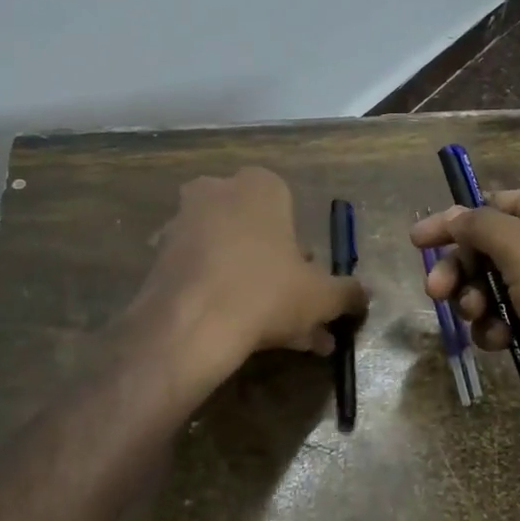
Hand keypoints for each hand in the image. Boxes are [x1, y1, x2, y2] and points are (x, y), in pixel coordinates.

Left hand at [135, 168, 367, 371]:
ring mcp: (181, 221)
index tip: (308, 282)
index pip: (288, 207)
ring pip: (228, 256)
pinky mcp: (157, 255)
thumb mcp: (321, 296)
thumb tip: (363, 296)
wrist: (189, 326)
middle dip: (277, 272)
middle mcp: (217, 192)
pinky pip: (200, 273)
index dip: (302, 249)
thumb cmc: (266, 293)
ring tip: (269, 334)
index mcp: (259, 186)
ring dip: (249, 288)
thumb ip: (347, 292)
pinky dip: (217, 296)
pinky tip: (234, 333)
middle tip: (293, 313)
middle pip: (256, 233)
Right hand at [410, 188, 519, 427]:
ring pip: (493, 288)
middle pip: (485, 248)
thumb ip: (479, 225)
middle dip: (459, 270)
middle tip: (436, 293)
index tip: (415, 242)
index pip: (487, 205)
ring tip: (480, 321)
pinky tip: (501, 343)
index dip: (450, 222)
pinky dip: (498, 329)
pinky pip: (511, 320)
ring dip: (475, 303)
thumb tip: (453, 215)